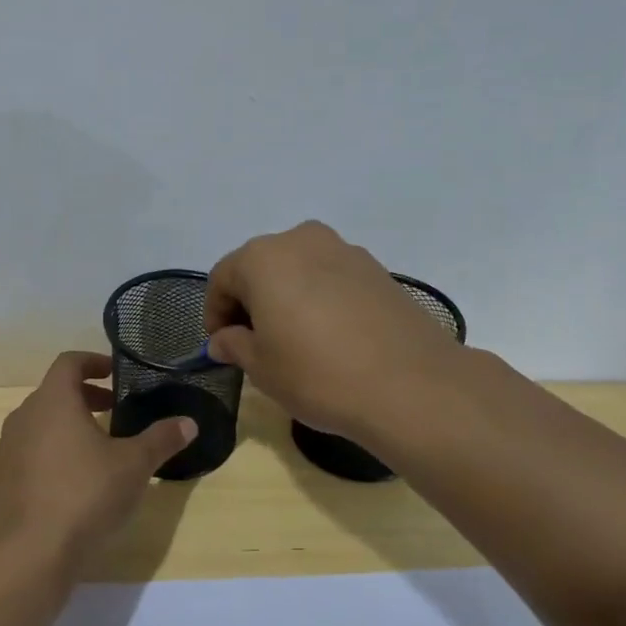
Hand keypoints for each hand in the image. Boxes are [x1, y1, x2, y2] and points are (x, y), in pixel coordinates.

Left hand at [0, 352, 197, 557]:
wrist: (31, 553)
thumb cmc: (86, 495)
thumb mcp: (134, 466)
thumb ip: (161, 439)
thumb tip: (189, 423)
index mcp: (53, 401)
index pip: (69, 362)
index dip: (93, 362)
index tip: (114, 374)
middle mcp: (23, 417)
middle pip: (53, 393)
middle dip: (84, 397)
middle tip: (113, 411)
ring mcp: (7, 450)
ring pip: (39, 424)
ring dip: (66, 426)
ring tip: (96, 448)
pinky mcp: (0, 481)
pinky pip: (28, 453)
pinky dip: (50, 454)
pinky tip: (71, 483)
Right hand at [204, 221, 466, 440]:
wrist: (410, 385)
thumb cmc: (317, 373)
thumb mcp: (261, 367)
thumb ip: (234, 345)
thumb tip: (222, 340)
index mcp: (263, 258)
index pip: (222, 277)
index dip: (215, 312)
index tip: (221, 345)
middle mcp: (302, 240)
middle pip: (261, 267)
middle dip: (250, 301)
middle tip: (253, 342)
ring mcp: (345, 251)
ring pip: (298, 270)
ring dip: (286, 298)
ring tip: (294, 340)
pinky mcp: (378, 269)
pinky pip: (331, 279)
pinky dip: (319, 299)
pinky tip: (329, 336)